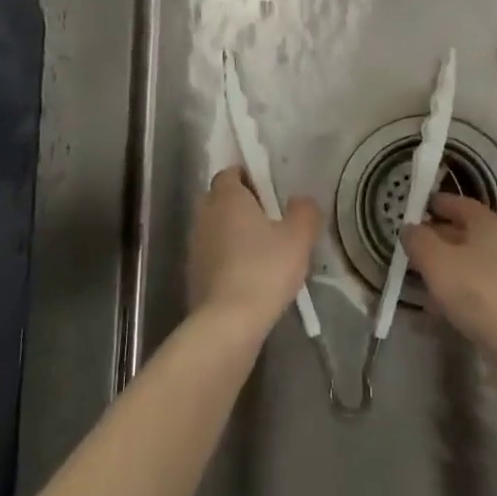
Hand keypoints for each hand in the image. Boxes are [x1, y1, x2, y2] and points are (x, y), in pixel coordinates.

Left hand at [186, 167, 321, 332]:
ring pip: (215, 229)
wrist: (228, 322)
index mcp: (226, 197)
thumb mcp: (298, 237)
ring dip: (233, 235)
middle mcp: (204, 215)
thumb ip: (304, 211)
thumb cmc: (264, 269)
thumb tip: (300, 201)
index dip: (249, 178)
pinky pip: (212, 256)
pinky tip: (249, 278)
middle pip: (220, 200)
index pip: (230, 173)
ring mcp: (194, 247)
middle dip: (240, 205)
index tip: (270, 192)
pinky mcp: (192, 275)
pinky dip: (227, 260)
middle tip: (269, 220)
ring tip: (262, 253)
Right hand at [403, 193, 496, 347]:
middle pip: (466, 234)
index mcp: (488, 224)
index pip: (461, 204)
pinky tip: (438, 309)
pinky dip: (457, 293)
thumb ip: (418, 240)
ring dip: (446, 269)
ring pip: (471, 264)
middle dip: (438, 239)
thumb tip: (409, 228)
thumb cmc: (475, 289)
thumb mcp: (435, 260)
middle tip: (413, 247)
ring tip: (420, 281)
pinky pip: (477, 289)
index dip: (439, 203)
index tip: (419, 207)